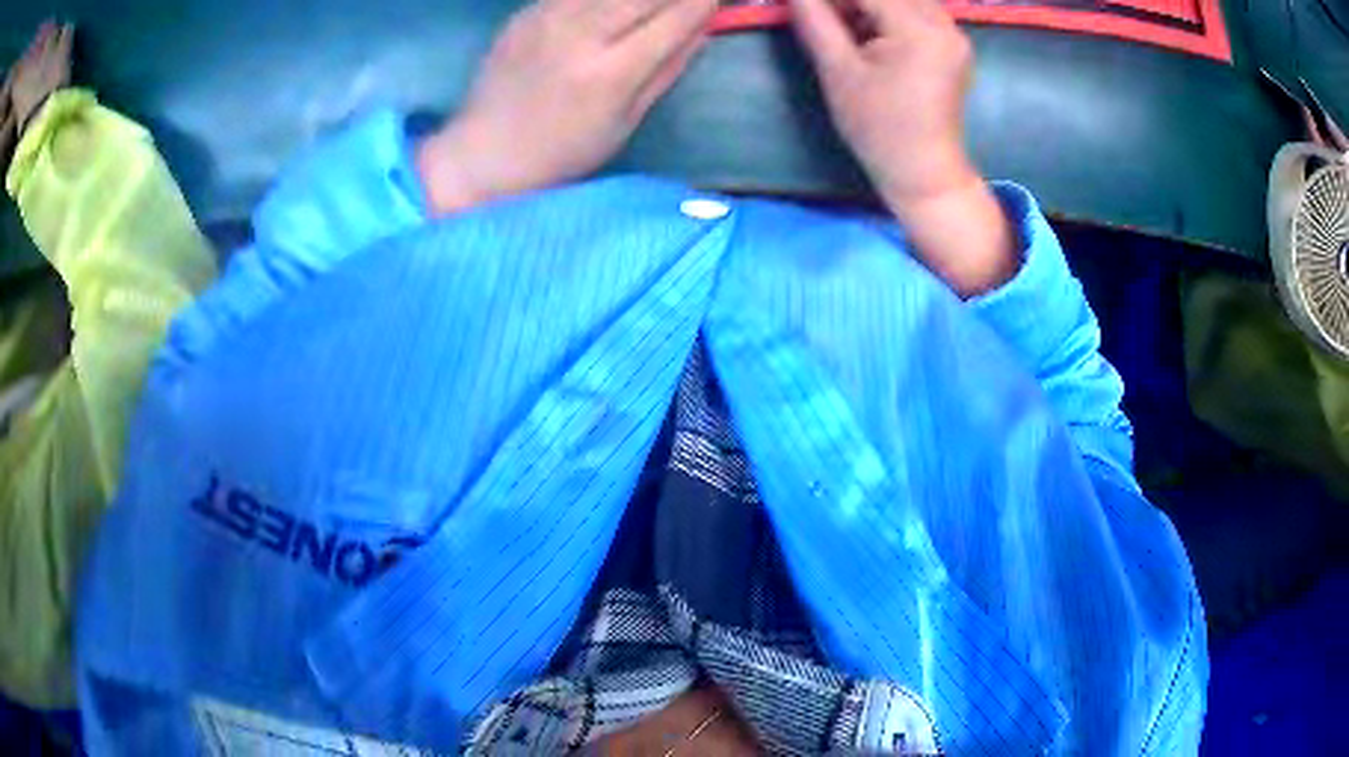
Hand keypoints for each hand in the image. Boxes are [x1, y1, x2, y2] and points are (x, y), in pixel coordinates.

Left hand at [418, 0, 717, 214]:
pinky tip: (616, 6)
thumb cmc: (562, 152)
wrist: (484, 155)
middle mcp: (581, 33)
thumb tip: (702, 28)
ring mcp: (548, 16)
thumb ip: (667, 68)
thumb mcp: (626, 121)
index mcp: (611, 72)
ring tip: (652, 4)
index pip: (675, 17)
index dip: (705, 1)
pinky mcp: (526, 11)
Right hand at [789, 0, 977, 211]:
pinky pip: (917, 10)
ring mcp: (954, 33)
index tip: (803, 4)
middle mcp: (945, 23)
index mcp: (919, 30)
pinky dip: (887, 11)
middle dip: (849, 0)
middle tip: (822, 15)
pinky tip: (868, 31)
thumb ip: (815, 20)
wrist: (924, 171)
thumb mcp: (838, 71)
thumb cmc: (878, 128)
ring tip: (843, 25)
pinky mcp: (953, 44)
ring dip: (868, 4)